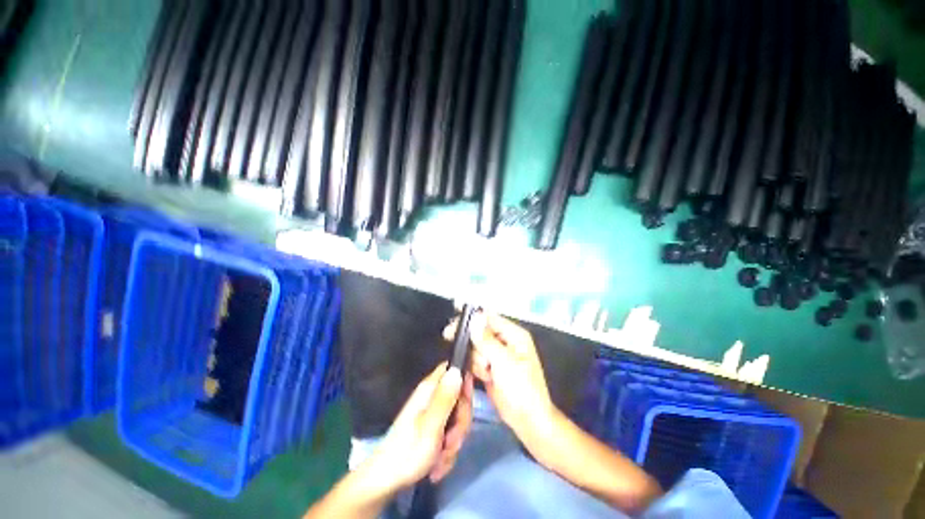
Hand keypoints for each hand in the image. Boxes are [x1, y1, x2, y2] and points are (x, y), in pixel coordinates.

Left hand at [363, 363, 472, 493]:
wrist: (387, 481)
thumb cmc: (408, 451)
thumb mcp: (431, 425)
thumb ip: (446, 398)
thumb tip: (457, 369)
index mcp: (429, 389)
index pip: (452, 369)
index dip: (464, 380)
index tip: (465, 403)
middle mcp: (431, 397)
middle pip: (460, 397)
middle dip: (460, 422)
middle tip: (450, 439)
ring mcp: (432, 414)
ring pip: (457, 419)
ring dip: (454, 441)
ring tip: (441, 455)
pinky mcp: (432, 429)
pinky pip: (450, 434)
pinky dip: (447, 451)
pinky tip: (437, 463)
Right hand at [444, 312, 555, 452]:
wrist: (527, 420)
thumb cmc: (521, 389)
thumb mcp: (504, 362)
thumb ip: (487, 340)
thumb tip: (475, 317)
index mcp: (514, 334)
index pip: (489, 318)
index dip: (472, 318)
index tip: (454, 319)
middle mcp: (505, 340)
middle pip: (480, 331)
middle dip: (472, 341)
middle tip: (453, 340)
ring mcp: (497, 354)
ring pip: (475, 346)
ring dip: (476, 359)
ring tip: (487, 372)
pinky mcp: (490, 366)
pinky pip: (475, 359)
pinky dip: (476, 367)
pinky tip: (485, 376)